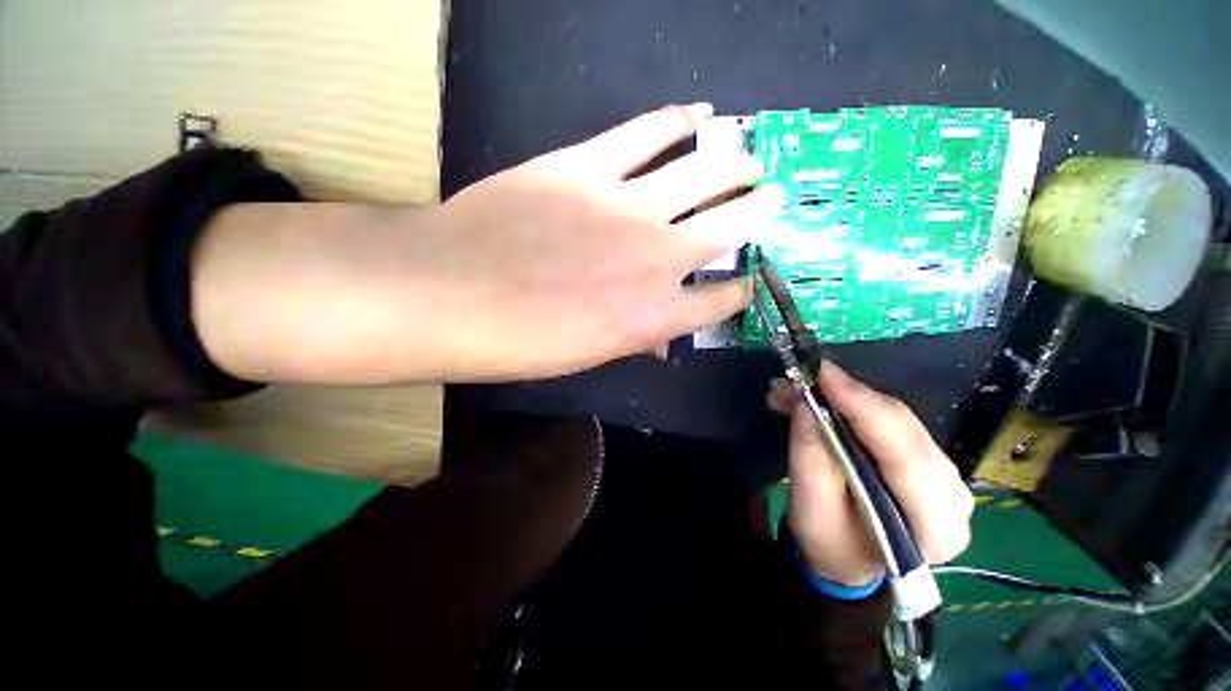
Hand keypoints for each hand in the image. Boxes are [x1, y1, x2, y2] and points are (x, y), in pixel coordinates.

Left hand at [413, 103, 771, 380]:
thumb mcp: (589, 356)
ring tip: (751, 158)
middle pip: (731, 226)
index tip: (746, 281)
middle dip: (758, 212)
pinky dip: (678, 120)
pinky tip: (698, 114)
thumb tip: (660, 337)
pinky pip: (647, 132)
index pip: (721, 300)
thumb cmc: (522, 341)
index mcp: (655, 315)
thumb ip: (634, 337)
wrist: (451, 294)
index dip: (740, 290)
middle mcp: (658, 257)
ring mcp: (627, 205)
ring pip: (703, 173)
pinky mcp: (588, 164)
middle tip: (772, 200)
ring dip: (735, 164)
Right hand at [767, 363, 973, 586]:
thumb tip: (806, 403)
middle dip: (847, 398)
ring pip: (895, 418)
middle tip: (798, 380)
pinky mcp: (928, 458)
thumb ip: (810, 456)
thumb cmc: (830, 542)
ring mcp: (946, 474)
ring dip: (844, 399)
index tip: (823, 375)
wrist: (850, 557)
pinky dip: (851, 405)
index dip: (863, 408)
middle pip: (902, 429)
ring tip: (796, 391)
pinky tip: (818, 400)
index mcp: (934, 526)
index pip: (904, 455)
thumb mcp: (810, 507)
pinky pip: (891, 421)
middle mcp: (953, 495)